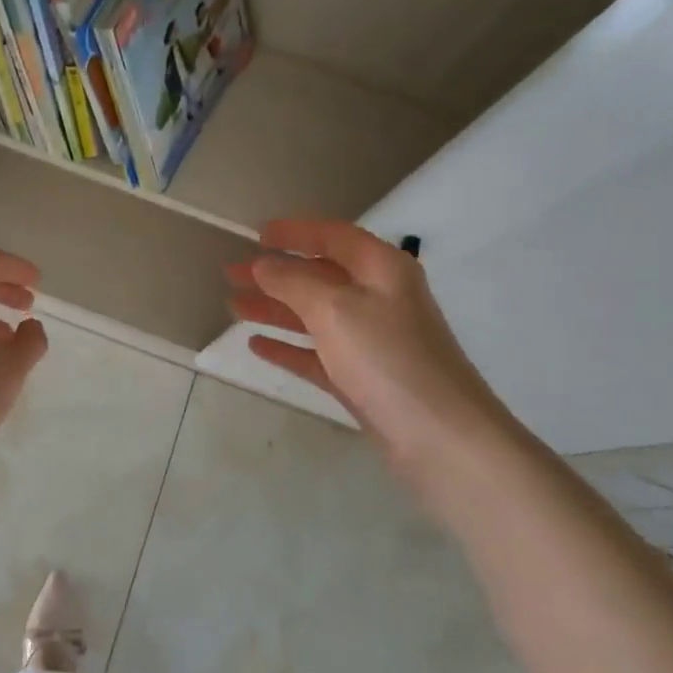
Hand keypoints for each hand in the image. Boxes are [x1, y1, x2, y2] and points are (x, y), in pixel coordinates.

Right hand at [227, 220, 520, 490]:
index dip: (294, 232)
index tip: (256, 235)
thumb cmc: (388, 358)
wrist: (442, 439)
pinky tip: (257, 345)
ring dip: (274, 308)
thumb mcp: (334, 308)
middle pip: (318, 275)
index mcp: (381, 270)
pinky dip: (288, 346)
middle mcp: (378, 299)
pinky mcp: (362, 378)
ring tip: (234, 306)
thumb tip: (263, 264)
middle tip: (231, 273)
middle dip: (274, 273)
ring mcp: (371, 341)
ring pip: (313, 315)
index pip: (333, 236)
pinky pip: (317, 353)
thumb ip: (293, 281)